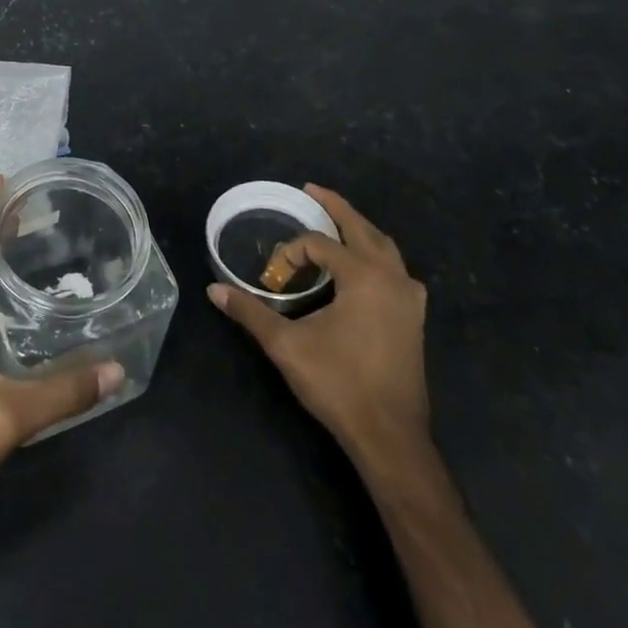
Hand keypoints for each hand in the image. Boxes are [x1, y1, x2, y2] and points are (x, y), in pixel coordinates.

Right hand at [207, 184, 430, 472]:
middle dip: (336, 208)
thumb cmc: (338, 384)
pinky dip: (377, 256)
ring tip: (335, 222)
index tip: (273, 275)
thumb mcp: (286, 345)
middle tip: (312, 190)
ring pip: (385, 248)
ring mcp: (409, 298)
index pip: (320, 244)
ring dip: (359, 230)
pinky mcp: (414, 319)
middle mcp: (392, 278)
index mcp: (363, 276)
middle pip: (362, 229)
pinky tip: (364, 269)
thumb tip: (213, 290)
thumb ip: (250, 312)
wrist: (390, 436)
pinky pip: (396, 270)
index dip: (292, 252)